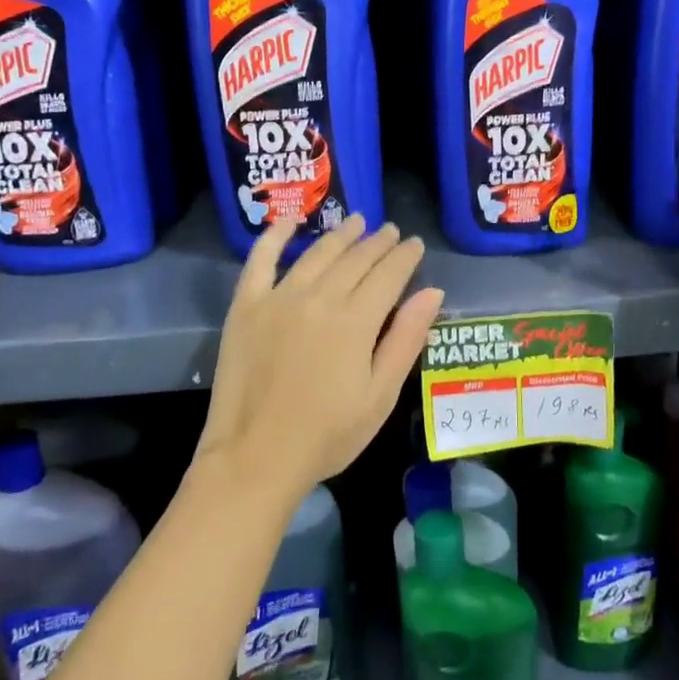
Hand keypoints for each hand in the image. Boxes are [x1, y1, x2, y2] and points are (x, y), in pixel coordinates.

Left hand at [197, 215, 444, 501]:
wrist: (255, 457)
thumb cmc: (327, 435)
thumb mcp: (380, 396)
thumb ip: (406, 339)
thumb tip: (432, 292)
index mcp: (355, 321)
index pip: (388, 275)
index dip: (405, 257)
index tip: (415, 244)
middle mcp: (319, 297)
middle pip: (355, 259)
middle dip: (378, 242)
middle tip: (391, 231)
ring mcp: (278, 297)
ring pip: (317, 253)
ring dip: (341, 235)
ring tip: (357, 222)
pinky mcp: (245, 306)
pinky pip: (260, 260)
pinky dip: (275, 236)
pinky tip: (290, 222)